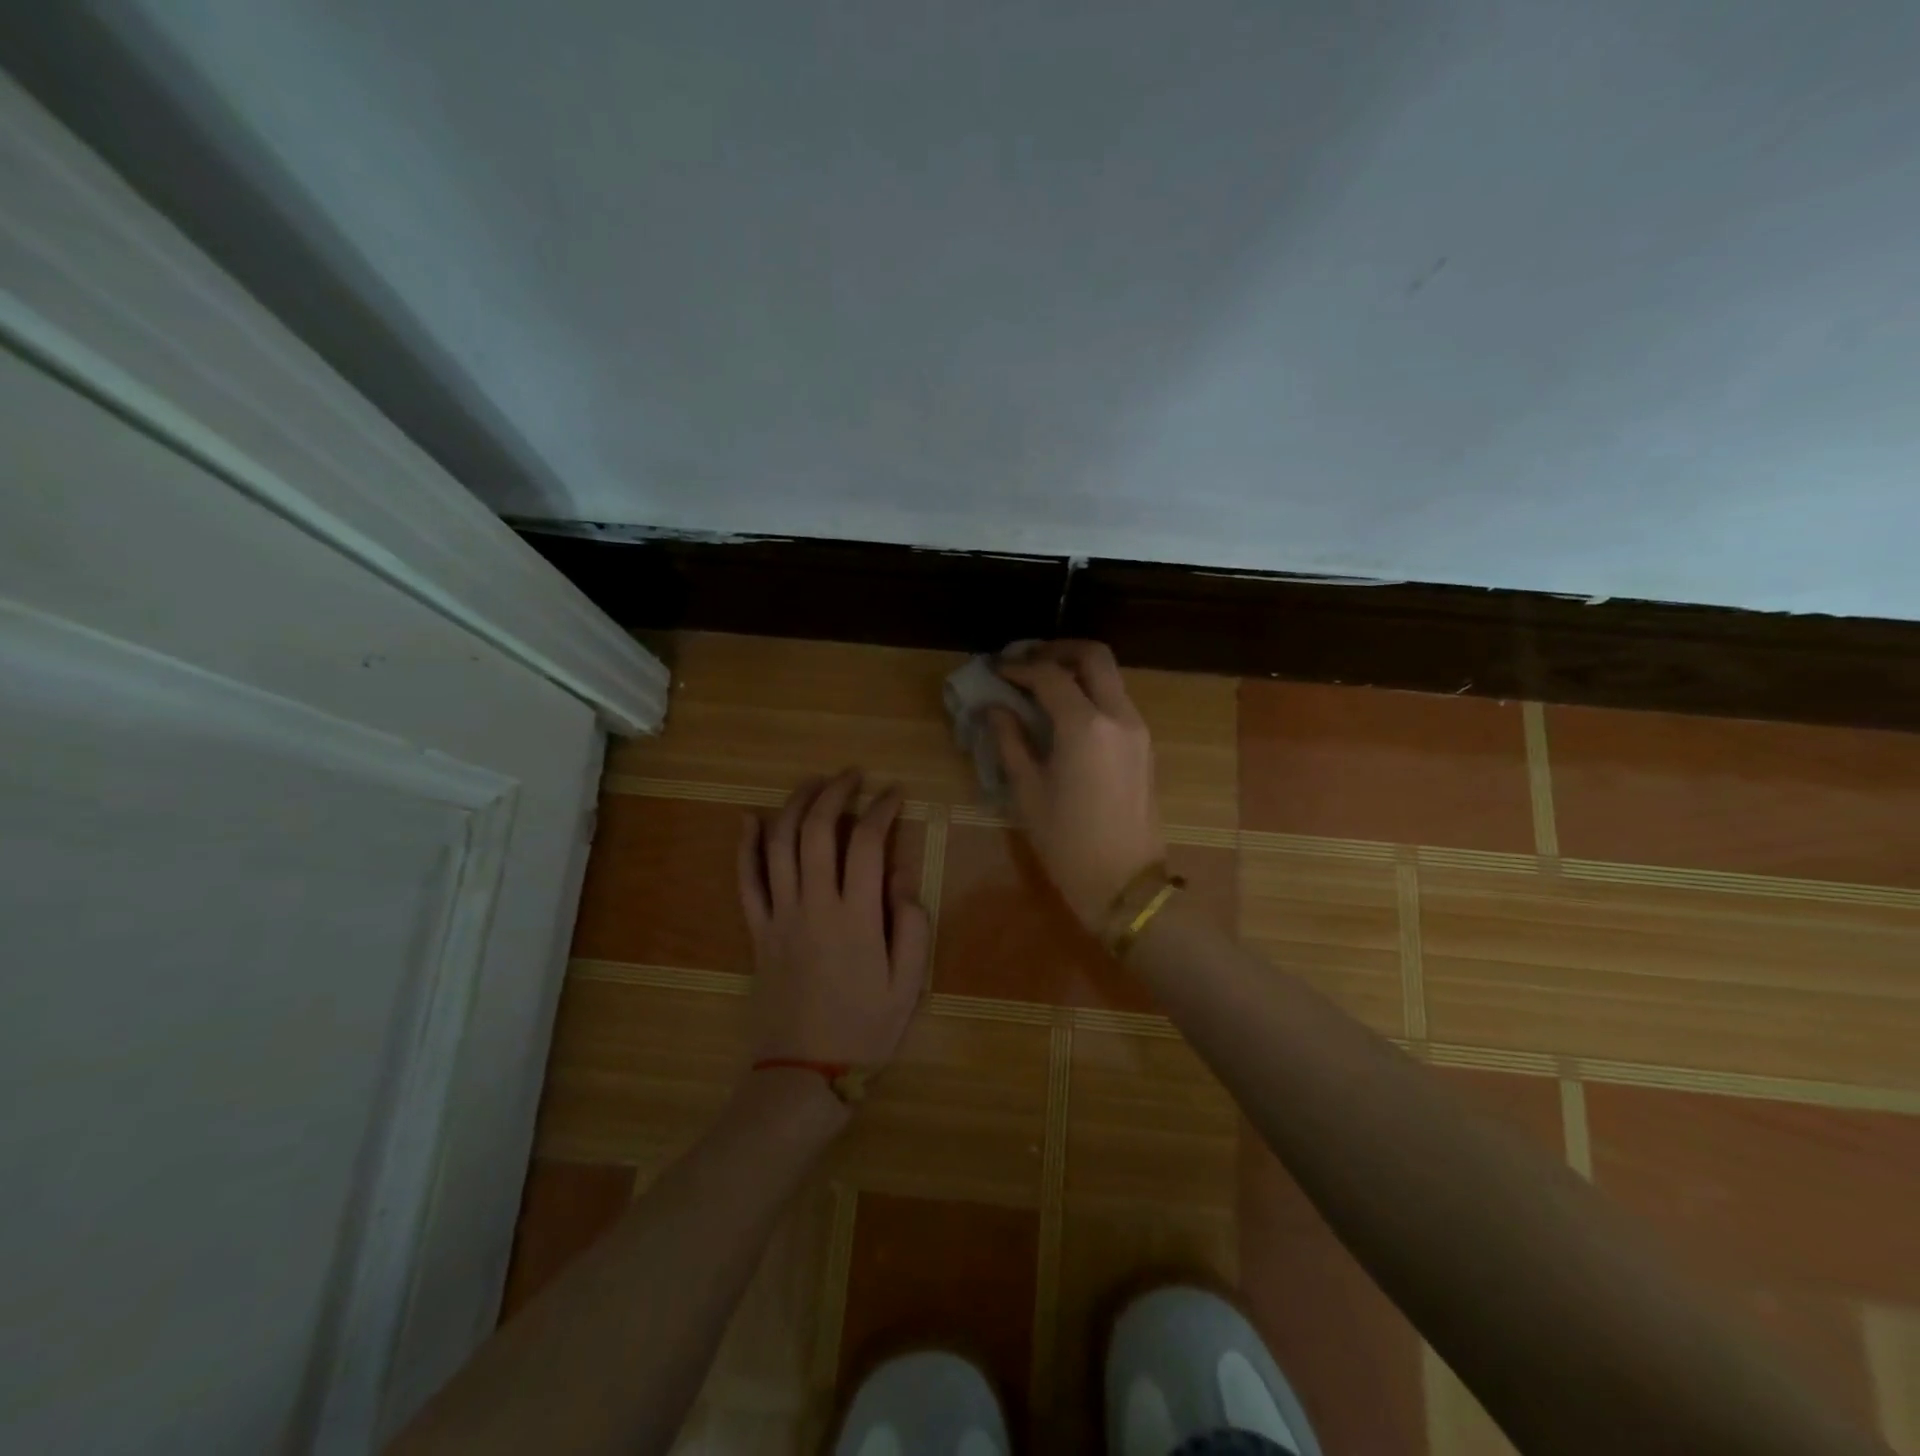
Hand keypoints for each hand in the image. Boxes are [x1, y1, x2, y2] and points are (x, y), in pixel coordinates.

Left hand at [737, 770, 929, 1082]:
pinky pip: (746, 881)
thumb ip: (911, 924)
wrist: (804, 1072)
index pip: (867, 842)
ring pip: (779, 845)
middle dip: (835, 793)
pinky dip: (746, 847)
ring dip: (794, 805)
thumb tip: (899, 874)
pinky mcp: (757, 931)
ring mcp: (779, 916)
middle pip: (817, 830)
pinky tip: (749, 819)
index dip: (881, 809)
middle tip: (852, 776)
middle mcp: (814, 905)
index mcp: (857, 917)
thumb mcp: (908, 983)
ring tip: (812, 783)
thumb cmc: (865, 1029)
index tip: (894, 794)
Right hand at [990, 641, 1165, 926]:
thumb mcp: (1028, 792)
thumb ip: (1010, 741)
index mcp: (1086, 726)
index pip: (1049, 676)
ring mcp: (1138, 730)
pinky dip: (1091, 693)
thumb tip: (995, 709)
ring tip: (1041, 685)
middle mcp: (1119, 716)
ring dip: (1076, 670)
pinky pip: (1117, 701)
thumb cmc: (1068, 843)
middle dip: (1057, 650)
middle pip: (1093, 656)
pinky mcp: (1145, 746)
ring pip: (1110, 677)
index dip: (1018, 668)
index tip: (994, 671)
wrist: (1126, 885)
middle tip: (1025, 661)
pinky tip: (1064, 713)